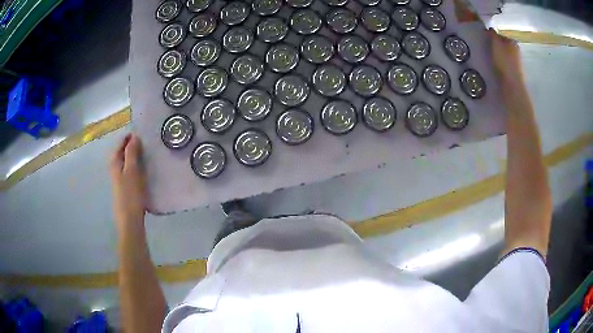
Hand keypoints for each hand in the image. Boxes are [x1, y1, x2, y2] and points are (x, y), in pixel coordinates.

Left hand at [110, 134, 146, 228]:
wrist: (130, 220)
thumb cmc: (130, 195)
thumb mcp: (131, 171)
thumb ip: (132, 153)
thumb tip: (134, 137)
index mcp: (114, 162)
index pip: (121, 142)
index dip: (131, 136)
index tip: (144, 134)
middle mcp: (115, 168)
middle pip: (123, 151)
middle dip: (134, 145)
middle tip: (148, 143)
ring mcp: (120, 178)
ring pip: (127, 161)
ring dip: (136, 155)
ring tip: (149, 154)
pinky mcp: (125, 186)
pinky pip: (131, 170)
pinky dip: (137, 165)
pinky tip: (145, 169)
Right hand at [488, 28, 523, 86]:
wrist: (512, 86)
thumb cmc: (504, 62)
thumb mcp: (495, 43)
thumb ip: (492, 34)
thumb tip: (490, 28)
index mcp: (512, 41)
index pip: (500, 34)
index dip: (492, 36)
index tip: (485, 40)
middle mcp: (516, 50)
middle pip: (503, 45)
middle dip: (496, 46)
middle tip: (486, 50)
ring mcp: (517, 63)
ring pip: (504, 55)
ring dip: (498, 56)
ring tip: (490, 60)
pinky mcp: (515, 73)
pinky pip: (506, 65)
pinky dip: (501, 65)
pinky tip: (496, 68)